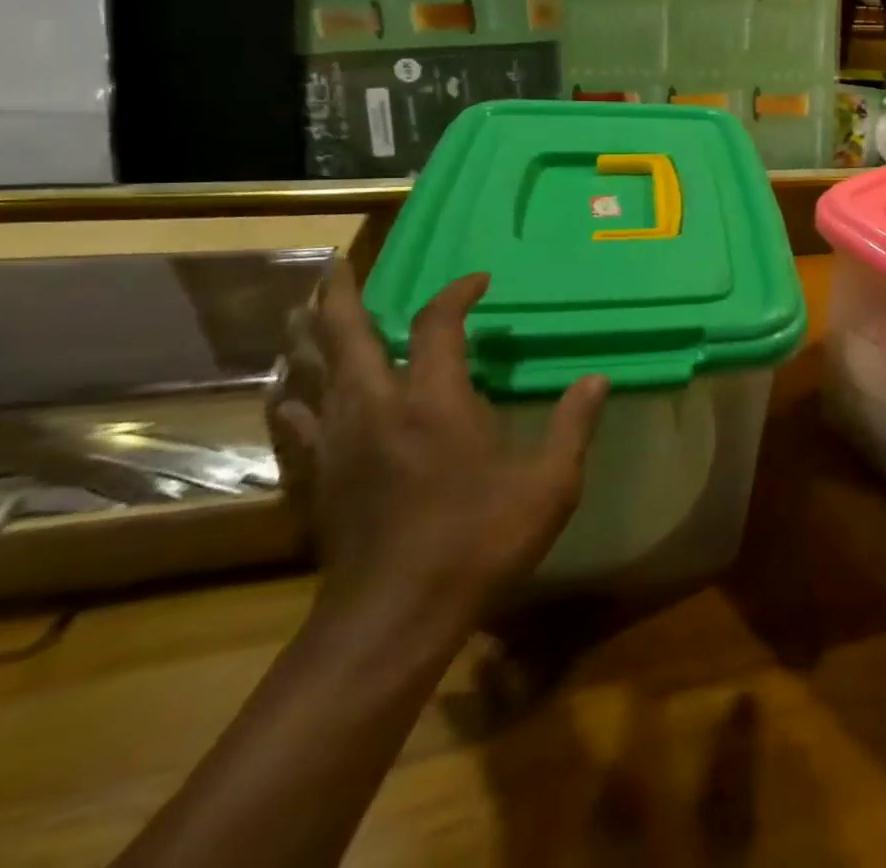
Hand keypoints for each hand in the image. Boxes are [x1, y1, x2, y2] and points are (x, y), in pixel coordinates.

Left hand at [269, 263, 608, 629]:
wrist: (393, 619)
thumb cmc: (479, 542)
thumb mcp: (549, 485)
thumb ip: (573, 425)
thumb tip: (599, 379)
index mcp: (435, 400)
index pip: (439, 324)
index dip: (457, 293)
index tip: (478, 282)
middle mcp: (377, 407)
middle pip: (347, 335)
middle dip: (344, 295)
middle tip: (339, 266)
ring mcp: (338, 442)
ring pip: (308, 372)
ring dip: (306, 336)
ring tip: (302, 311)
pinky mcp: (315, 478)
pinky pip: (293, 422)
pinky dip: (290, 396)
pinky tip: (286, 392)